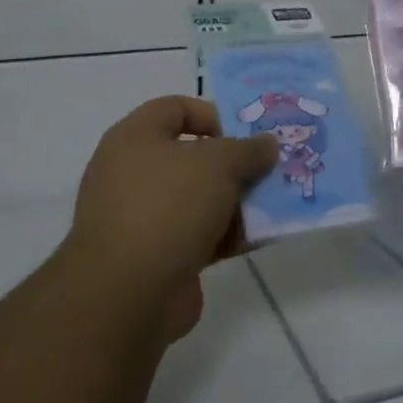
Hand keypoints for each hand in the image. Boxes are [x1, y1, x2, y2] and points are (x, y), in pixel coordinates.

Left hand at [65, 96, 277, 340]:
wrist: (128, 294)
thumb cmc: (169, 206)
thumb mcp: (219, 164)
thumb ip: (248, 150)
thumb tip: (267, 144)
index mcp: (134, 138)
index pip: (176, 108)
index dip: (213, 114)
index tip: (246, 134)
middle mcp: (132, 173)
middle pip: (192, 156)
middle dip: (234, 163)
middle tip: (268, 169)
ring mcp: (142, 217)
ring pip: (199, 198)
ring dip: (236, 201)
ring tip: (275, 203)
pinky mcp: (155, 256)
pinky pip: (198, 235)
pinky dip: (226, 235)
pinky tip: (260, 238)